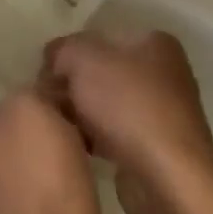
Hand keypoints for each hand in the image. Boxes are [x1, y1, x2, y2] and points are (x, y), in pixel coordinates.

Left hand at [0, 89, 114, 213]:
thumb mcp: (32, 108)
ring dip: (74, 160)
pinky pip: (64, 191)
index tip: (81, 101)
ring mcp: (12, 200)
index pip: (19, 99)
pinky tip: (100, 185)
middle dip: (64, 128)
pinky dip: (80, 188)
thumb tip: (54, 99)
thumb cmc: (40, 176)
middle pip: (35, 130)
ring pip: (50, 161)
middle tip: (95, 128)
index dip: (52, 96)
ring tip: (102, 155)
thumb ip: (38, 92)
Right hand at [41, 31, 212, 213]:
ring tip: (58, 125)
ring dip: (79, 113)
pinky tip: (76, 145)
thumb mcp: (83, 60)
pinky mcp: (154, 145)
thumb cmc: (127, 106)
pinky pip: (113, 132)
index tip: (44, 75)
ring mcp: (161, 110)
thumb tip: (54, 59)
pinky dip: (93, 137)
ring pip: (104, 103)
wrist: (167, 176)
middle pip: (100, 71)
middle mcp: (162, 72)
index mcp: (154, 42)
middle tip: (47, 101)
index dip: (67, 53)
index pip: (97, 37)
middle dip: (71, 85)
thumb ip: (62, 50)